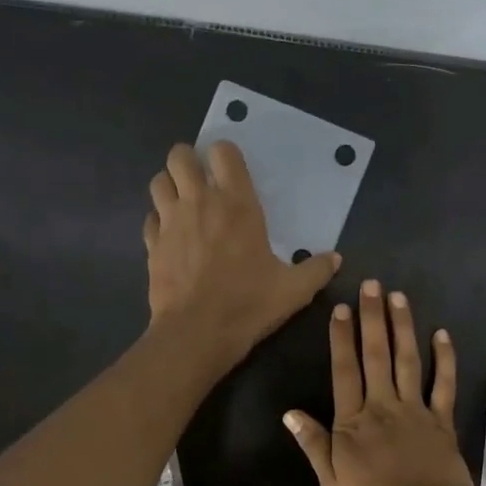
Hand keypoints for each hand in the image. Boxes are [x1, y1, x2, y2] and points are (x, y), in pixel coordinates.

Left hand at [145, 141, 340, 369]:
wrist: (197, 333)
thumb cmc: (248, 304)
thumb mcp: (294, 290)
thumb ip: (316, 270)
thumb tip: (335, 259)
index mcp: (237, 204)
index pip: (223, 152)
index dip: (226, 155)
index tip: (233, 172)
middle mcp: (199, 202)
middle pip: (180, 155)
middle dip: (189, 162)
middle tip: (203, 182)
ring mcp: (170, 222)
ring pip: (159, 181)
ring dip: (170, 186)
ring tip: (184, 204)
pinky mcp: (152, 245)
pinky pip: (150, 218)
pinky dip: (159, 221)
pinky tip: (171, 237)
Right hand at [284, 281, 478, 485]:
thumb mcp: (331, 483)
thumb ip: (314, 445)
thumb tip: (289, 414)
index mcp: (353, 421)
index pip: (344, 371)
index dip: (341, 339)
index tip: (340, 309)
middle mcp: (383, 405)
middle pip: (376, 355)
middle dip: (372, 319)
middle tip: (371, 286)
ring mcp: (416, 409)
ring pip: (408, 360)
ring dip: (403, 327)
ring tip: (398, 297)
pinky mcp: (442, 419)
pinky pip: (443, 384)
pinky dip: (445, 358)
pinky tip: (442, 334)